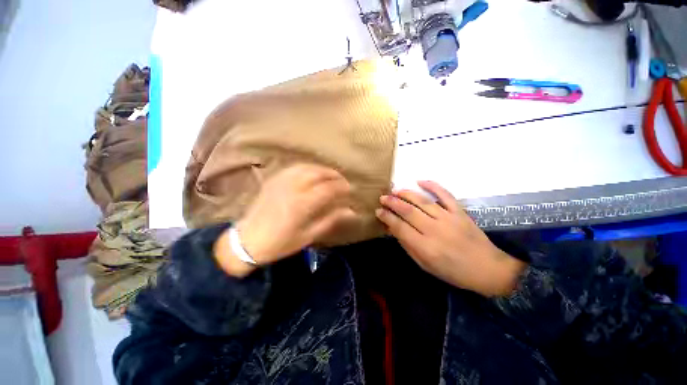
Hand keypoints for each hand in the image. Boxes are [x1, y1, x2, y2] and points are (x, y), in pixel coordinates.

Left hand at [215, 164, 356, 276]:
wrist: (247, 241)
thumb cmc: (280, 243)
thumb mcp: (308, 235)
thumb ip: (331, 220)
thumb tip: (352, 212)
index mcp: (302, 204)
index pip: (329, 188)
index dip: (342, 187)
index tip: (350, 190)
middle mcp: (292, 188)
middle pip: (318, 173)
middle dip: (334, 175)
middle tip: (343, 181)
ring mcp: (281, 181)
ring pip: (307, 167)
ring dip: (322, 169)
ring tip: (331, 176)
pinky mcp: (274, 180)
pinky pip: (294, 168)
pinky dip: (308, 167)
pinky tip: (312, 172)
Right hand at [376, 181, 525, 296]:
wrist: (487, 269)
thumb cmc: (452, 271)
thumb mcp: (425, 265)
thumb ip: (408, 245)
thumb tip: (393, 229)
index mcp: (425, 247)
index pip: (399, 227)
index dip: (386, 217)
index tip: (378, 211)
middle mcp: (434, 230)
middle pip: (408, 211)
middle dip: (392, 202)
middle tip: (383, 197)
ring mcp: (448, 218)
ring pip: (422, 201)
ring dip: (406, 193)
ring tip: (395, 190)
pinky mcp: (459, 212)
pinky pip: (445, 194)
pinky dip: (432, 185)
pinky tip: (420, 181)